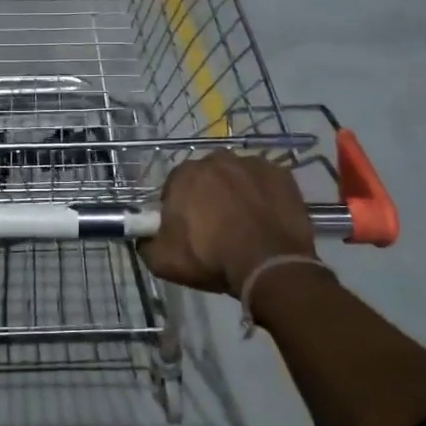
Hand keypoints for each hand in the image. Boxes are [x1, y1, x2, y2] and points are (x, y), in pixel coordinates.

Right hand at [139, 153, 315, 296]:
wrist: (270, 265)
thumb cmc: (212, 258)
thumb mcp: (163, 261)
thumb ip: (146, 243)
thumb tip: (144, 236)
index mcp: (185, 174)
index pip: (175, 186)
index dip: (179, 207)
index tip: (186, 228)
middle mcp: (217, 160)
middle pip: (207, 177)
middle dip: (208, 195)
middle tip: (215, 227)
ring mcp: (252, 164)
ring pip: (237, 177)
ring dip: (236, 193)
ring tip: (244, 224)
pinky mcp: (281, 174)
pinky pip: (265, 182)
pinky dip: (263, 195)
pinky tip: (265, 218)